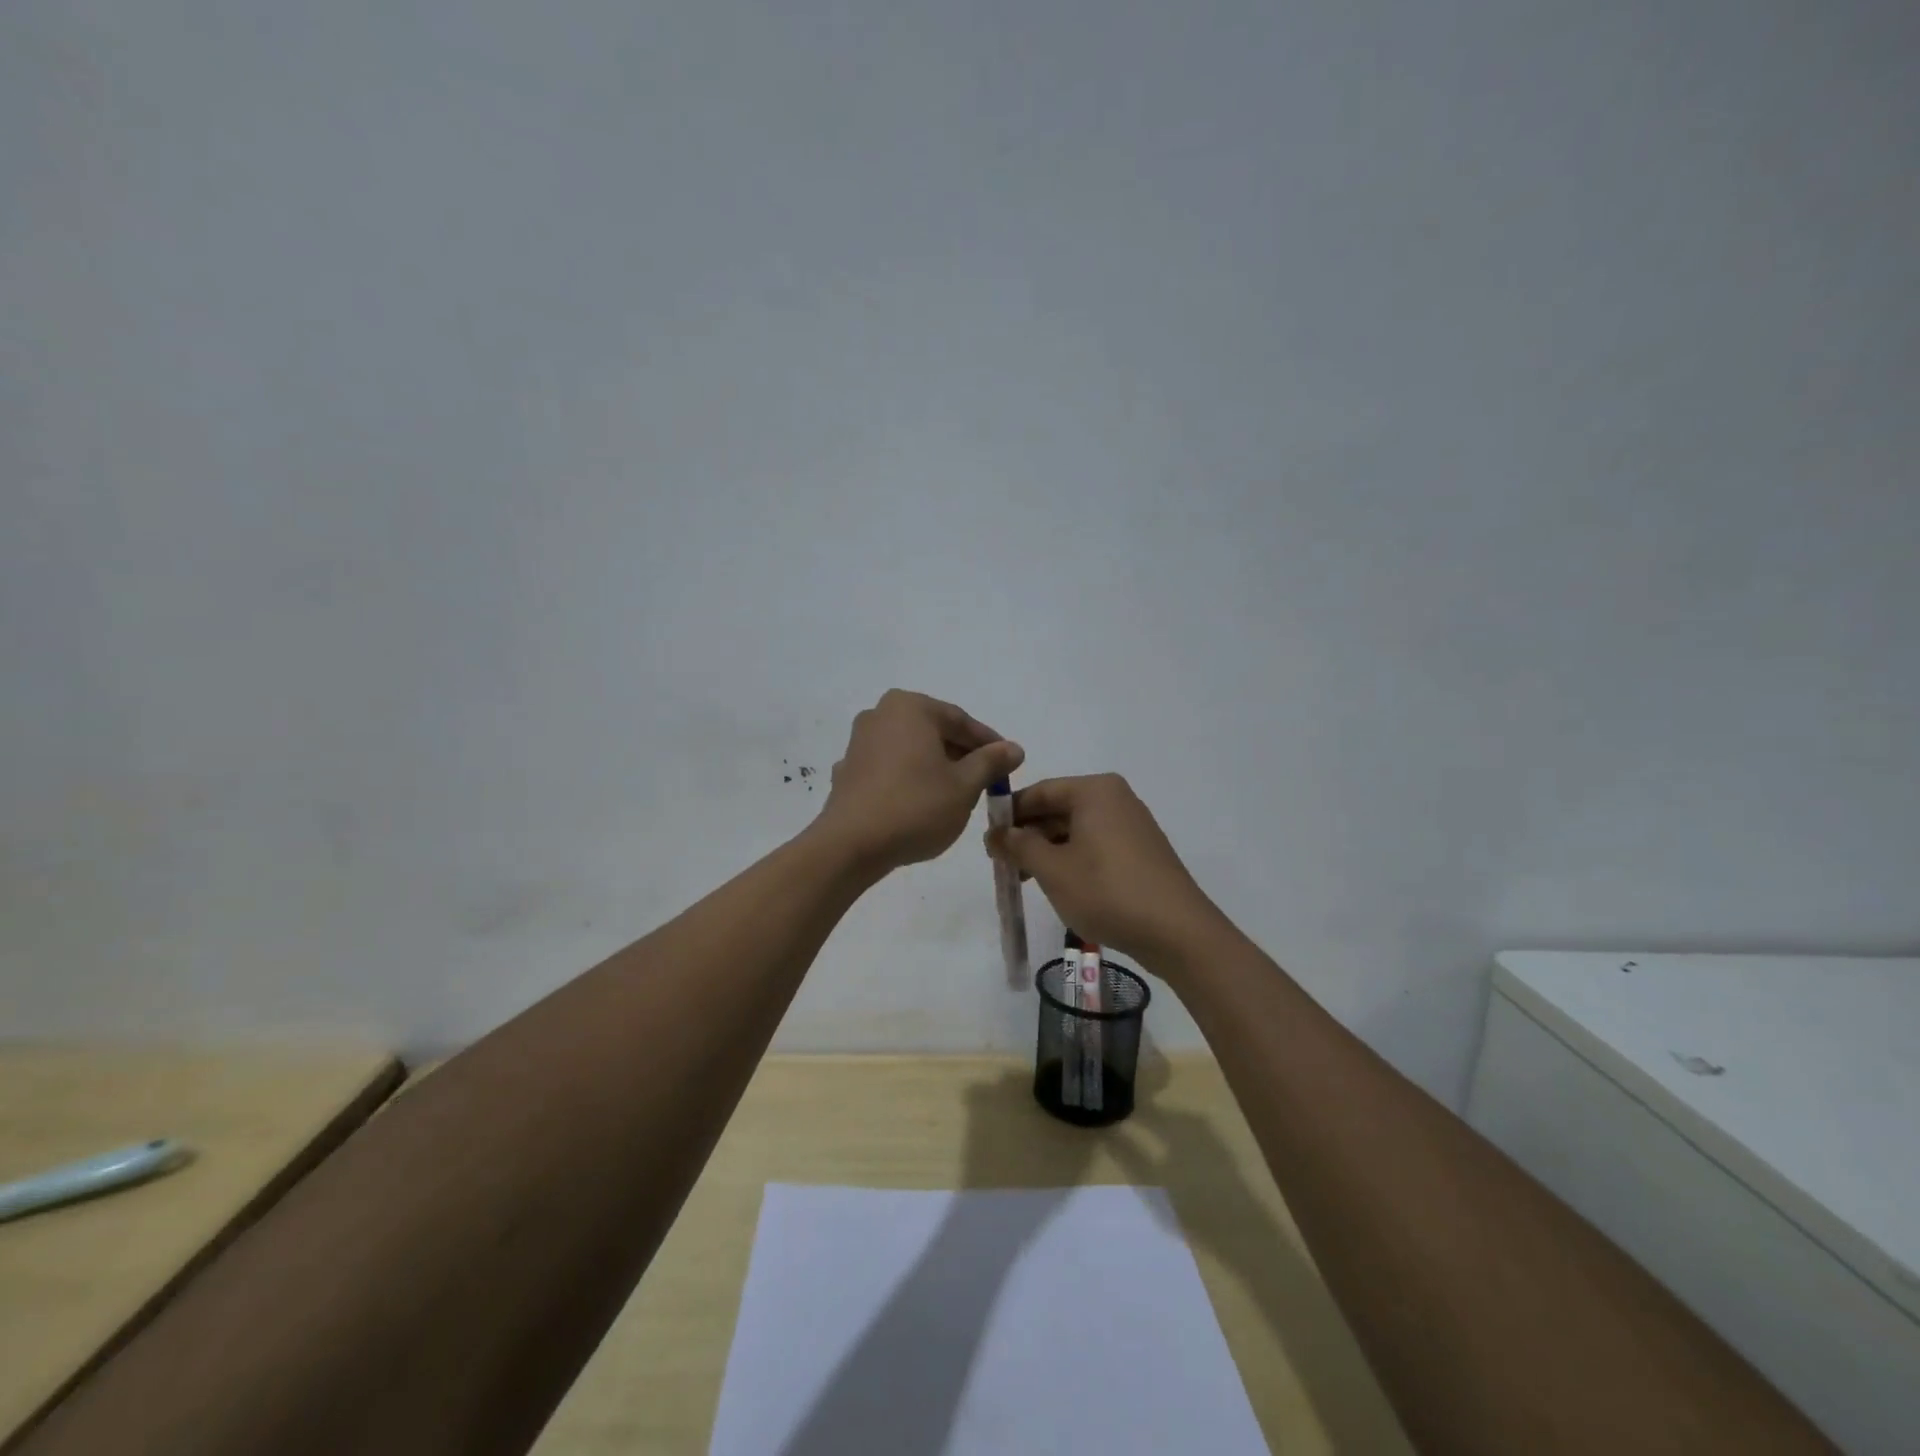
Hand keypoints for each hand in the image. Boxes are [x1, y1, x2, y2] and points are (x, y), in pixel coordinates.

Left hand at [816, 690, 1024, 872]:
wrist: (851, 846)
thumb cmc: (915, 807)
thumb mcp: (965, 786)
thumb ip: (991, 762)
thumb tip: (1014, 748)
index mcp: (909, 707)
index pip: (960, 720)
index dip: (989, 743)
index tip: (1009, 763)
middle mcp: (880, 715)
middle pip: (933, 732)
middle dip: (961, 755)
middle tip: (986, 781)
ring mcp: (859, 743)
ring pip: (911, 750)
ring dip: (935, 767)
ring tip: (957, 795)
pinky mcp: (848, 772)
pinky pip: (889, 769)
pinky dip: (909, 780)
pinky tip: (920, 804)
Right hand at [984, 774, 1228, 967]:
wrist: (1177, 932)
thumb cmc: (1107, 891)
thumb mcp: (1052, 869)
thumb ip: (1019, 845)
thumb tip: (996, 832)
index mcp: (1094, 790)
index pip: (1039, 791)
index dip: (1009, 814)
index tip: (987, 841)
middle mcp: (1115, 798)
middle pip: (1058, 809)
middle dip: (1028, 835)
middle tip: (1003, 864)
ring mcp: (1132, 824)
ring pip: (1076, 829)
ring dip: (1047, 851)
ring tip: (1026, 880)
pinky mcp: (1140, 851)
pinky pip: (1095, 845)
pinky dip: (1072, 859)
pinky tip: (1060, 885)